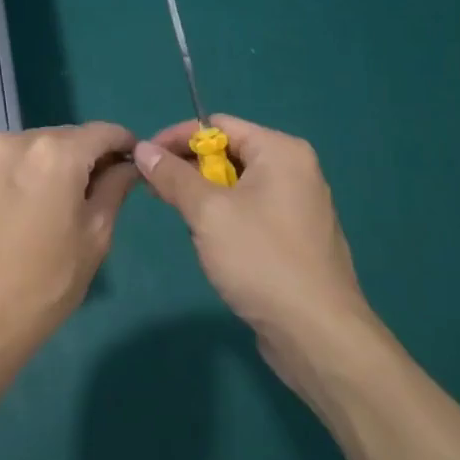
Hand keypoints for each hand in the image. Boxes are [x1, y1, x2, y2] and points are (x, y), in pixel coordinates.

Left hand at [0, 122, 137, 379]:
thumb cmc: (44, 284)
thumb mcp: (94, 237)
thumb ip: (114, 189)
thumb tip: (129, 167)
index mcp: (54, 153)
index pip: (102, 132)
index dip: (125, 144)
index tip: (137, 164)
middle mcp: (18, 140)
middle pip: (69, 137)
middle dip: (92, 156)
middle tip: (109, 188)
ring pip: (41, 147)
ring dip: (61, 163)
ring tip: (72, 202)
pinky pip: (16, 160)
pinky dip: (34, 171)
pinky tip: (40, 204)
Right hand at [134, 115, 372, 384]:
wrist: (318, 334)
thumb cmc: (262, 260)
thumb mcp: (207, 213)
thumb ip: (173, 176)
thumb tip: (142, 149)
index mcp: (280, 151)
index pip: (218, 125)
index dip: (176, 138)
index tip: (144, 160)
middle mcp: (294, 170)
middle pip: (228, 152)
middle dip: (189, 169)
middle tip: (155, 192)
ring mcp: (298, 204)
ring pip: (236, 184)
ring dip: (204, 197)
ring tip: (183, 221)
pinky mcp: (295, 236)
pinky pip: (250, 210)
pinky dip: (224, 217)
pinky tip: (211, 243)